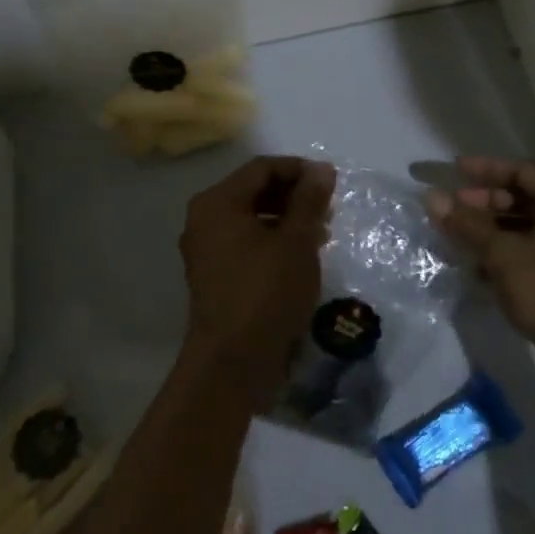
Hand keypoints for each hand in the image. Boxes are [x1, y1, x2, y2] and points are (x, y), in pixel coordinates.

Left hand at [179, 155, 335, 405]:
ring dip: (286, 219)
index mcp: (217, 203)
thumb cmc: (266, 293)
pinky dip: (272, 241)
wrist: (232, 364)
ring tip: (320, 234)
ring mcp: (206, 250)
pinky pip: (245, 243)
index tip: (330, 182)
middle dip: (293, 195)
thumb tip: (321, 169)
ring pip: (251, 218)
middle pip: (254, 191)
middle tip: (327, 209)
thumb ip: (309, 200)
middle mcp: (204, 219)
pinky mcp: (214, 275)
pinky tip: (300, 256)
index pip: (262, 168)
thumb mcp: (296, 242)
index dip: (298, 170)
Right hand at [426, 157, 534, 396]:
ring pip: (523, 226)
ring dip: (490, 228)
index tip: (455, 170)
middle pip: (523, 198)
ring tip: (457, 235)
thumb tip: (432, 198)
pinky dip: (502, 252)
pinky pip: (527, 251)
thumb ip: (467, 223)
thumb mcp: (502, 253)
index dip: (487, 168)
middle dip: (485, 200)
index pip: (523, 171)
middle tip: (453, 206)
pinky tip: (475, 264)